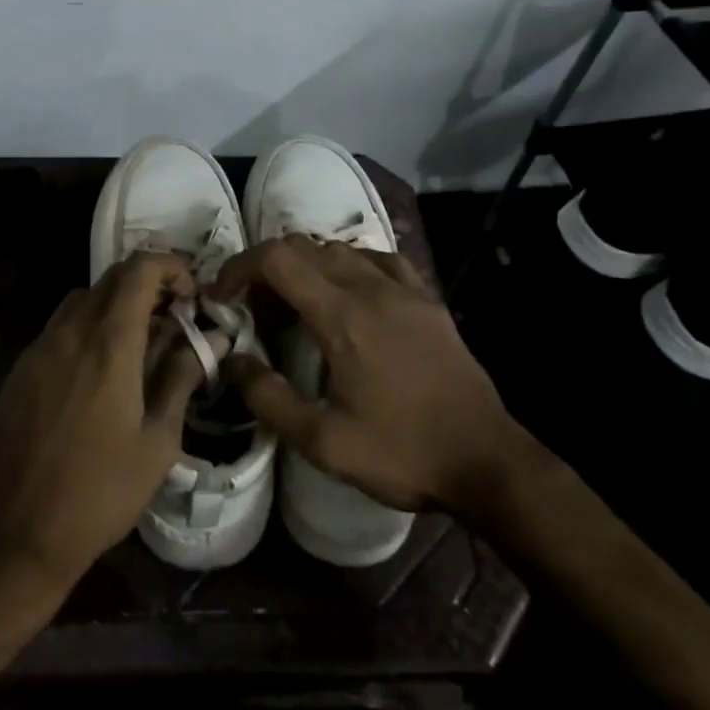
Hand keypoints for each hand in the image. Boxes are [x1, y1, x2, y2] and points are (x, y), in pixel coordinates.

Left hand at [0, 252, 207, 592]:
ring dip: (116, 303)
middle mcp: (71, 332)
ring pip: (83, 297)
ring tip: (139, 341)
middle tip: (173, 317)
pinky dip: (88, 325)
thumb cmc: (101, 491)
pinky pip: (60, 325)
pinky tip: (99, 369)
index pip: (140, 270)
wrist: (19, 532)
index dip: (171, 267)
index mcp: (109, 344)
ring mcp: (40, 347)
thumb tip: (211, 337)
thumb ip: (182, 377)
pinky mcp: (22, 368)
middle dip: (148, 283)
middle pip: (112, 277)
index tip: (191, 296)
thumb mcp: (158, 440)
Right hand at [211, 236, 521, 522]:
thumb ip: (269, 398)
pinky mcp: (427, 299)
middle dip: (267, 270)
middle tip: (256, 312)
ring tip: (298, 306)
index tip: (223, 296)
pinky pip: (379, 259)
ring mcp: (404, 288)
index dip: (239, 267)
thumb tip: (231, 361)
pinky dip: (350, 265)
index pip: (277, 259)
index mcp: (342, 316)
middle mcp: (371, 287)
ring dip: (306, 267)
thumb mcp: (324, 442)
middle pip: (304, 247)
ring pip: (340, 249)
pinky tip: (350, 294)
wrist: (487, 461)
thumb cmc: (402, 452)